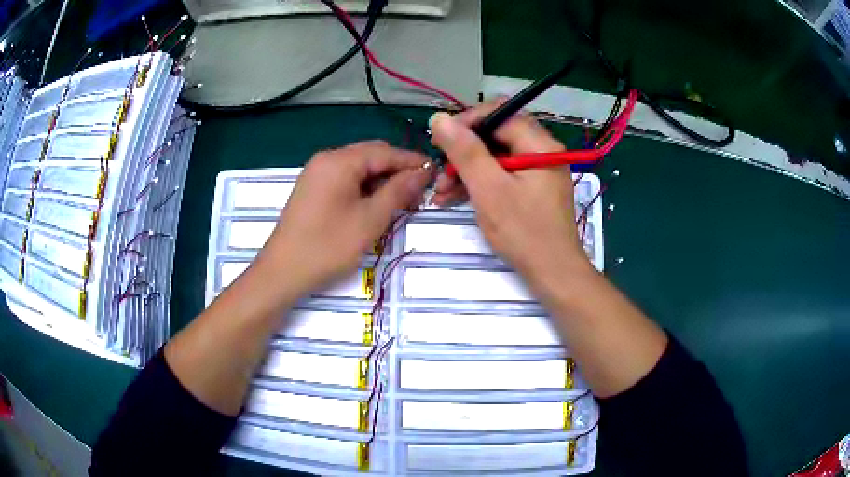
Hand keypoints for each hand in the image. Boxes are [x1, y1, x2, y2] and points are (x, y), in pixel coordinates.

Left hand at [260, 141, 430, 298]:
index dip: (412, 161)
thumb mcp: (370, 219)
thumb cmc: (328, 246)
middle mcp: (326, 159)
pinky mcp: (313, 189)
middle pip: (371, 155)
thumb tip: (422, 171)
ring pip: (359, 168)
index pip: (385, 152)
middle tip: (419, 193)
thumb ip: (399, 191)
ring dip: (381, 181)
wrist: (283, 272)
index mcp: (339, 161)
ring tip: (401, 203)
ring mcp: (317, 174)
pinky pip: (345, 179)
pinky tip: (376, 205)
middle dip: (397, 171)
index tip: (436, 173)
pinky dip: (364, 188)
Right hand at [429, 103, 591, 283]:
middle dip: (464, 151)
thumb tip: (440, 118)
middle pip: (496, 135)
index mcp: (539, 144)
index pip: (499, 114)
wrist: (554, 274)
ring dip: (467, 169)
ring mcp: (538, 171)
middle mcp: (542, 151)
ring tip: (441, 192)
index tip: (440, 141)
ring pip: (496, 156)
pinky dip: (480, 182)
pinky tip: (456, 198)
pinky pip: (502, 174)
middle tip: (440, 172)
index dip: (467, 122)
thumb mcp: (490, 189)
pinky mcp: (533, 189)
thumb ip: (465, 151)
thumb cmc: (524, 232)